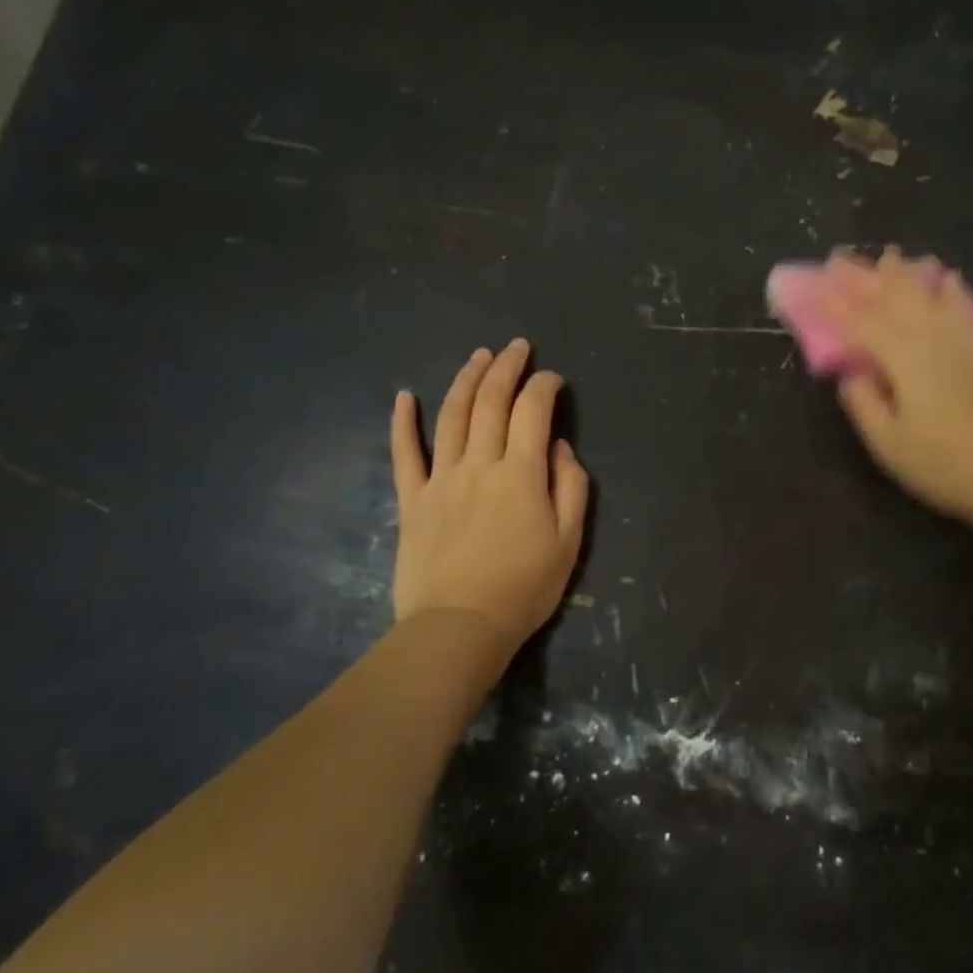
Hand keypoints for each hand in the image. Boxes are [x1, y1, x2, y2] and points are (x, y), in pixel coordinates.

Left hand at [390, 339, 589, 661]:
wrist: (459, 626)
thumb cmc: (524, 588)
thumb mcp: (568, 541)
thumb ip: (570, 486)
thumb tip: (557, 446)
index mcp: (521, 474)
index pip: (533, 412)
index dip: (543, 387)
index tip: (553, 379)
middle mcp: (480, 464)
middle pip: (490, 403)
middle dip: (506, 368)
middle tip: (516, 346)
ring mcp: (441, 479)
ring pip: (452, 417)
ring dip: (465, 380)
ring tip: (478, 356)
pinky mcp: (413, 499)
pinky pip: (405, 453)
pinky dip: (403, 422)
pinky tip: (404, 396)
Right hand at [820, 249, 972, 525]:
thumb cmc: (941, 463)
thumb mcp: (888, 443)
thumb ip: (864, 403)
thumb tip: (852, 372)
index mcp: (905, 360)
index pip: (862, 323)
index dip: (834, 304)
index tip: (811, 286)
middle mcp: (931, 342)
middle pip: (896, 300)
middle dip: (867, 278)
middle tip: (843, 259)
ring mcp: (958, 346)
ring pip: (926, 299)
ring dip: (904, 276)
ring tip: (889, 255)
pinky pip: (956, 311)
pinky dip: (947, 292)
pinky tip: (947, 280)